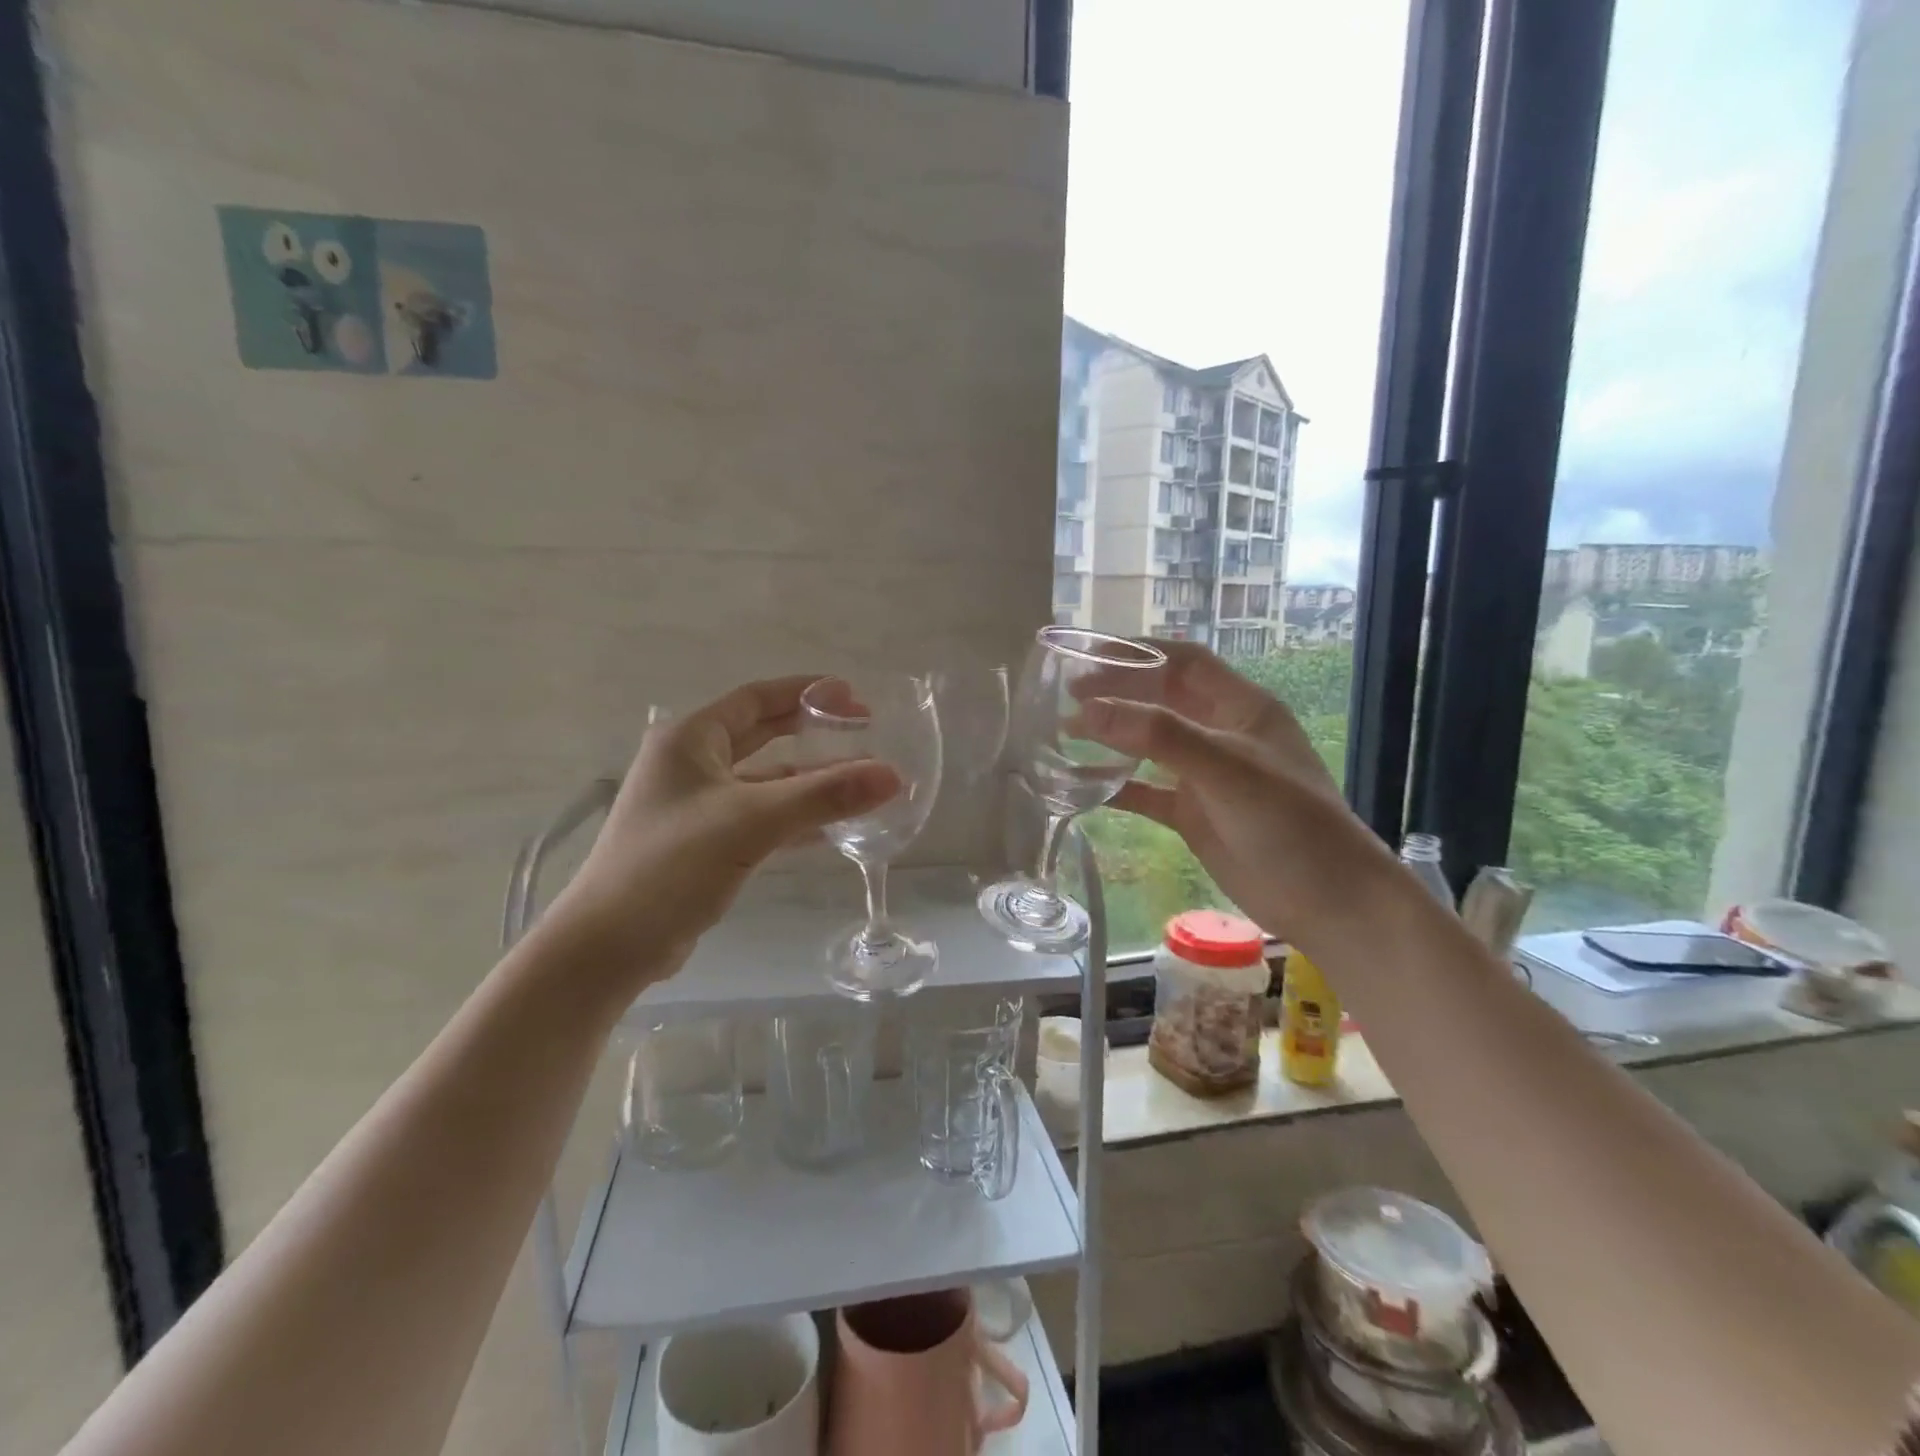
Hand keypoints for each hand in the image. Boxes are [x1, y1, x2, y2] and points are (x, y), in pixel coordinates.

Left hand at [544, 676, 899, 993]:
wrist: (609, 946)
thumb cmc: (671, 865)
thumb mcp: (751, 822)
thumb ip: (823, 796)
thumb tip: (892, 775)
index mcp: (690, 739)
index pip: (756, 698)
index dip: (806, 691)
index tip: (853, 696)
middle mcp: (690, 763)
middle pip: (762, 734)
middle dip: (811, 731)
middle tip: (862, 731)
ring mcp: (696, 805)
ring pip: (764, 780)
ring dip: (808, 779)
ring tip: (859, 781)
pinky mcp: (704, 842)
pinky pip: (760, 816)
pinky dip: (794, 817)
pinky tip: (831, 828)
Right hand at [1078, 643, 1393, 944]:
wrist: (1327, 901)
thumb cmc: (1288, 821)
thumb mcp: (1226, 768)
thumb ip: (1160, 736)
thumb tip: (1090, 710)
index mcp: (1242, 708)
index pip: (1185, 663)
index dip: (1140, 652)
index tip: (1092, 655)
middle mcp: (1221, 734)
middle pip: (1161, 699)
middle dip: (1118, 693)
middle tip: (1069, 696)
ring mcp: (1205, 776)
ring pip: (1149, 745)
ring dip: (1111, 737)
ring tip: (1066, 733)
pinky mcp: (1193, 814)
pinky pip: (1146, 791)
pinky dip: (1115, 785)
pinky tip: (1081, 785)